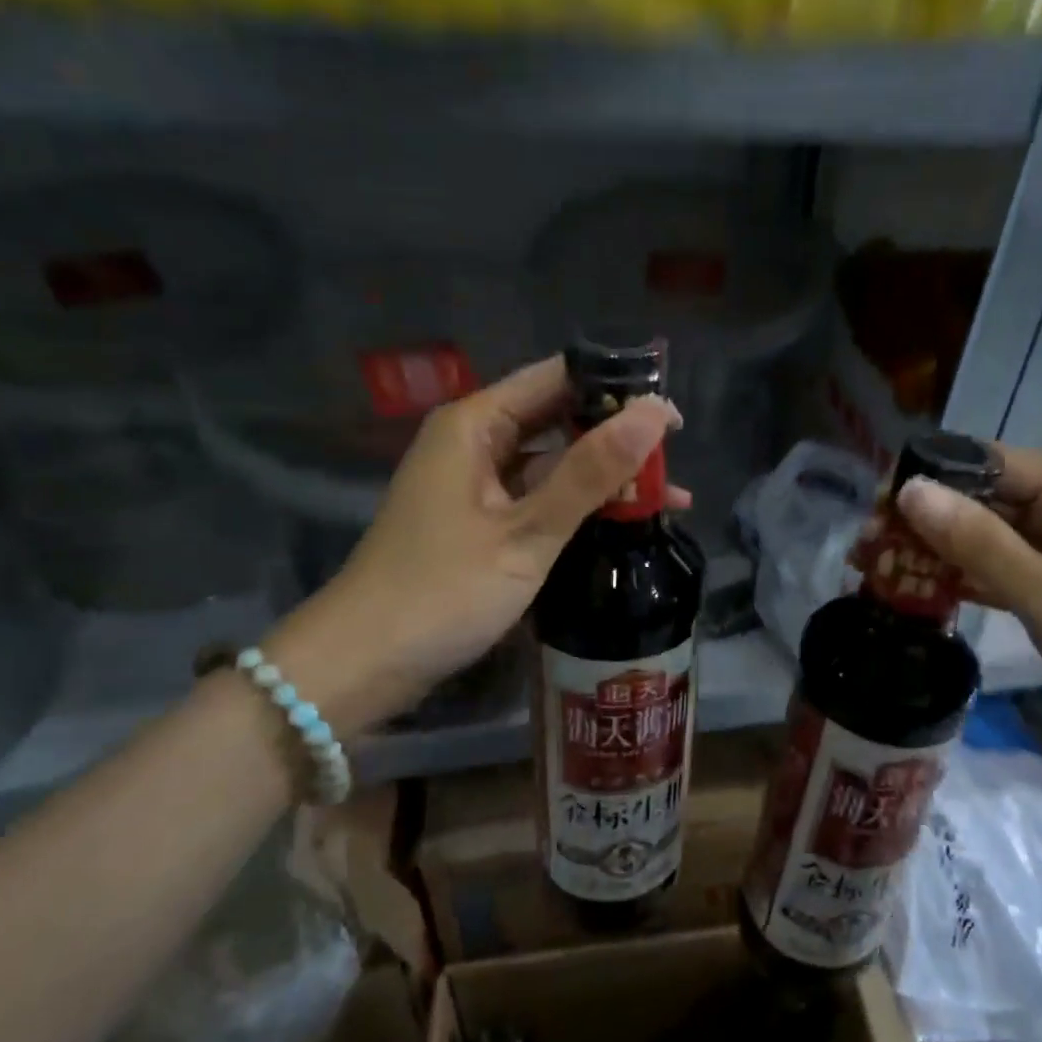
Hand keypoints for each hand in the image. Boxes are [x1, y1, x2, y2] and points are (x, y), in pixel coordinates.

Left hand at [265, 356, 683, 734]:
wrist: (364, 663)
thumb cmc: (442, 591)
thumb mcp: (527, 532)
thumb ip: (590, 472)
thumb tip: (655, 414)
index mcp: (475, 423)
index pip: (557, 378)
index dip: (616, 388)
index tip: (671, 412)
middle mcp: (474, 442)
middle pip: (557, 419)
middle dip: (616, 436)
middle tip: (677, 455)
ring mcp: (475, 484)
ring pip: (553, 463)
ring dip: (604, 477)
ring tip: (668, 496)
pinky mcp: (480, 521)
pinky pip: (539, 497)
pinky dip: (579, 507)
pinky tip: (622, 523)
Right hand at [897, 446, 1041, 780]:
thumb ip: (978, 543)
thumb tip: (910, 489)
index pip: (990, 464)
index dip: (931, 476)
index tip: (876, 503)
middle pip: (985, 501)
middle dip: (927, 519)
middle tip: (867, 545)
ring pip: (989, 540)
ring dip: (940, 552)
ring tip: (880, 566)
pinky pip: (1003, 574)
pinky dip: (966, 581)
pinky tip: (923, 592)